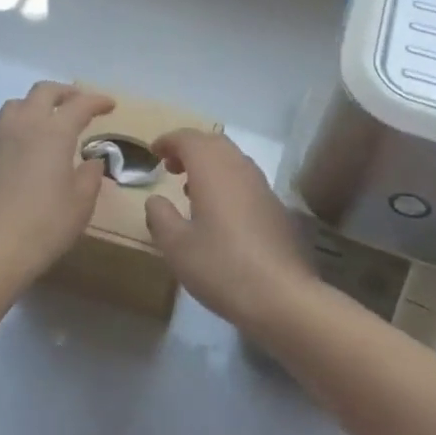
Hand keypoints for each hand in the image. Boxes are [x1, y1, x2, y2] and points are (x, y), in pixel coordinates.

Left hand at [0, 82, 114, 289]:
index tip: (109, 105)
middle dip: (63, 93)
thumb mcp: (81, 204)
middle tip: (76, 103)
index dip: (97, 101)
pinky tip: (8, 154)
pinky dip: (4, 138)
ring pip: (12, 107)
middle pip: (42, 92)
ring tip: (41, 123)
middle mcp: (22, 126)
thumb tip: (92, 161)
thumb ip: (90, 176)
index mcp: (54, 133)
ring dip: (31, 108)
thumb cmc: (45, 225)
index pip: (79, 105)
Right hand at [143, 129, 316, 333]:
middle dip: (189, 148)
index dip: (169, 141)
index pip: (189, 138)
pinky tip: (218, 212)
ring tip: (189, 188)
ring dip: (209, 164)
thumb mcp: (176, 247)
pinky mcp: (276, 207)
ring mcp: (262, 186)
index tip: (153, 152)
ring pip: (232, 159)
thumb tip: (155, 199)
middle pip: (213, 142)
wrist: (282, 296)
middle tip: (169, 166)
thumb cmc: (221, 267)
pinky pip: (245, 179)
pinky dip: (226, 181)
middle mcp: (240, 168)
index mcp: (213, 170)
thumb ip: (160, 216)